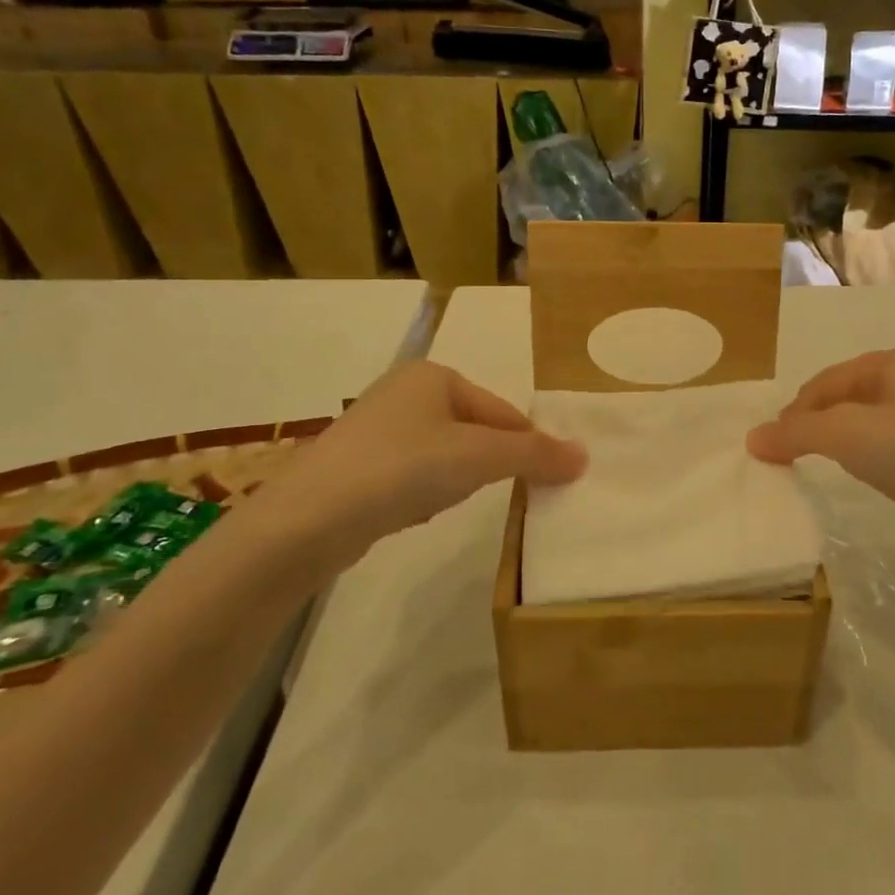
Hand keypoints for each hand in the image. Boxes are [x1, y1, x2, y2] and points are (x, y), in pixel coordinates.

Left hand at [232, 361, 585, 580]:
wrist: (309, 519)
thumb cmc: (404, 469)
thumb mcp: (481, 458)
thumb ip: (536, 455)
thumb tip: (585, 455)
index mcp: (434, 375)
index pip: (502, 410)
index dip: (526, 446)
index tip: (544, 481)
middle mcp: (403, 392)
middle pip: (474, 430)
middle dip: (488, 464)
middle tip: (494, 493)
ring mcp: (376, 429)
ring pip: (444, 454)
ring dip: (457, 480)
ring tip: (446, 503)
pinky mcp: (356, 466)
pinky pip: (412, 474)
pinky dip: (424, 492)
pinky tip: (415, 512)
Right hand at [747, 346, 894, 558]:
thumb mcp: (848, 435)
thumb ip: (797, 433)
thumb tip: (752, 438)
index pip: (827, 380)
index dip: (795, 410)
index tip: (773, 444)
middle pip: (848, 397)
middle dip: (817, 424)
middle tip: (792, 455)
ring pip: (872, 422)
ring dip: (843, 441)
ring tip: (825, 465)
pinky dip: (873, 457)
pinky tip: (872, 477)